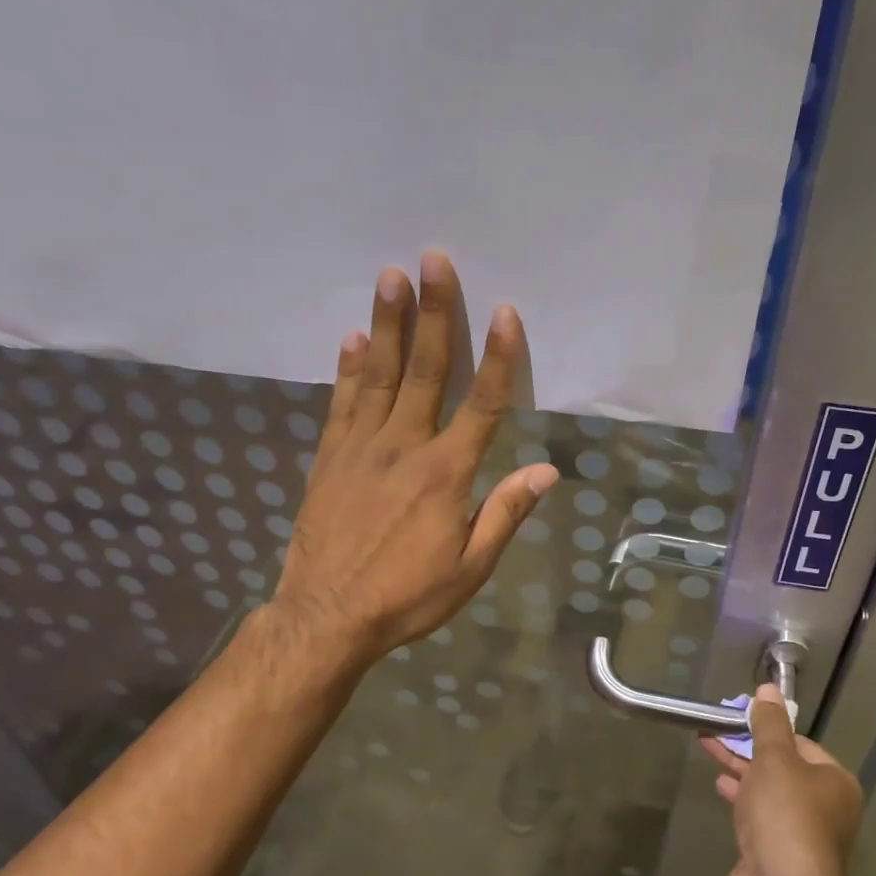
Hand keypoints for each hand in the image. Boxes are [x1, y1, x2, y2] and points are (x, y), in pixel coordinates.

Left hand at [271, 252, 558, 666]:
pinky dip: (347, 368)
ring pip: (378, 375)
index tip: (505, 312)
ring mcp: (361, 448)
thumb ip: (506, 514)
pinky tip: (351, 337)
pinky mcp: (329, 458)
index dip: (498, 358)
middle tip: (433, 259)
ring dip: (387, 323)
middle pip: (425, 370)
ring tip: (391, 276)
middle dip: (434, 313)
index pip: (481, 405)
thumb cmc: (407, 597)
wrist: (327, 616)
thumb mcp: (470, 568)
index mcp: (446, 474)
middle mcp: (404, 447)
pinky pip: (341, 403)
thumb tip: (548, 471)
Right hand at [700, 685, 863, 875]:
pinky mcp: (774, 857)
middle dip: (747, 747)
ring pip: (766, 792)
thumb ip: (769, 725)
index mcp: (834, 782)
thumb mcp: (775, 759)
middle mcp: (822, 808)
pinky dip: (738, 799)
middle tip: (713, 728)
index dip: (768, 728)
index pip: (800, 744)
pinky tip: (720, 786)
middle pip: (781, 768)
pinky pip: (755, 817)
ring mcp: (797, 836)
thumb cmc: (785, 817)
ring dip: (739, 770)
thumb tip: (769, 689)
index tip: (736, 715)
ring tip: (709, 748)